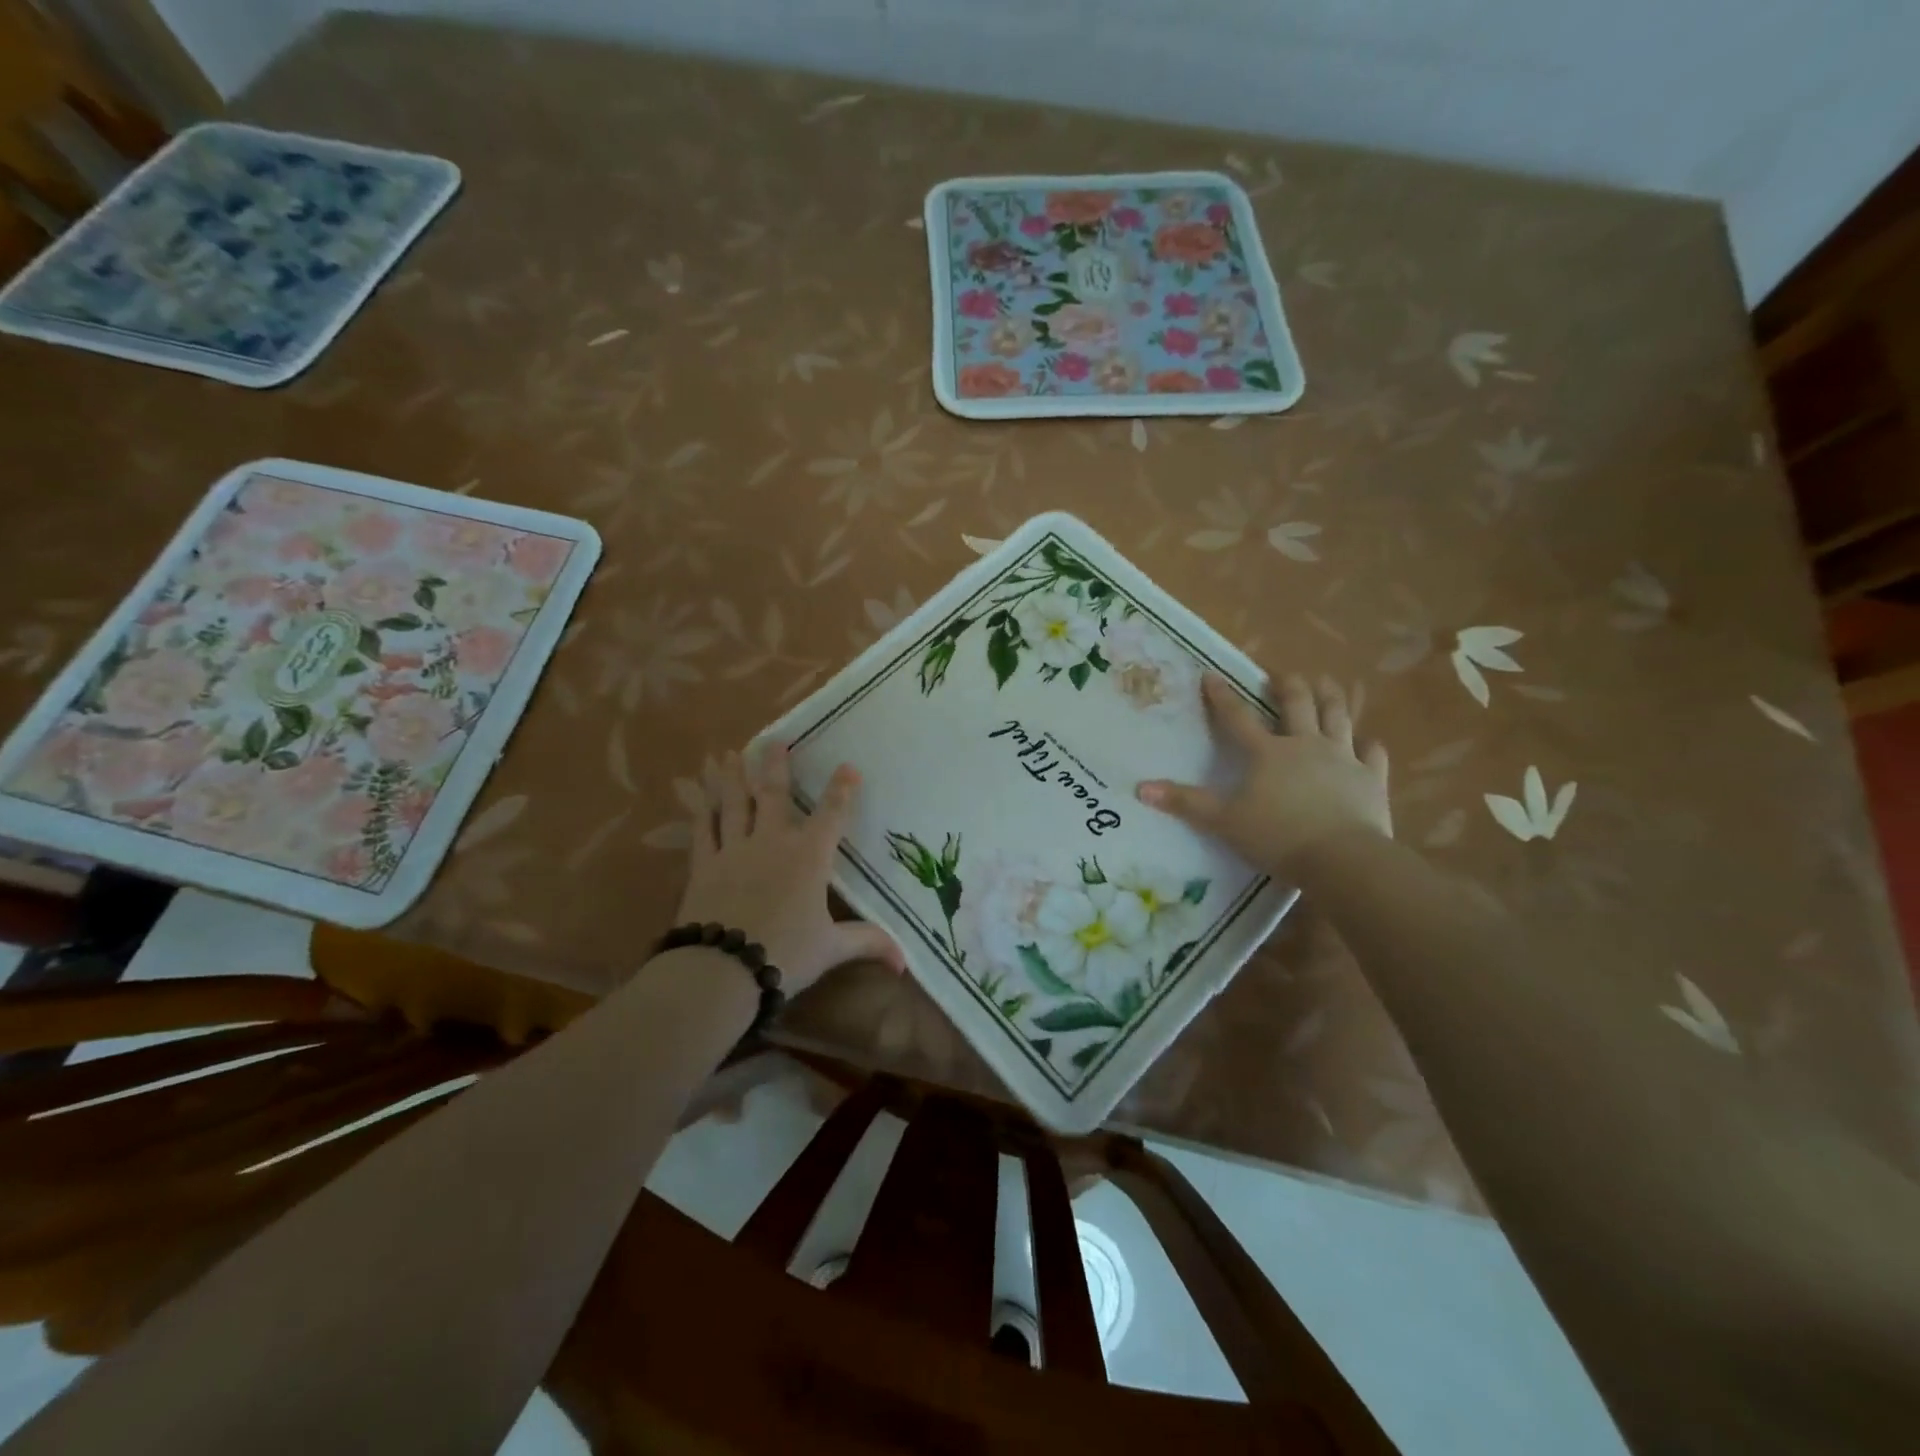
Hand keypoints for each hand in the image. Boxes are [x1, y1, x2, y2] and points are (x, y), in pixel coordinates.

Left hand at [673, 745, 903, 995]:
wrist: (722, 969)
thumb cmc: (785, 954)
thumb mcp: (831, 949)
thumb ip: (867, 943)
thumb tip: (905, 961)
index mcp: (809, 857)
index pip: (831, 815)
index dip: (842, 790)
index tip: (848, 767)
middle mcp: (772, 842)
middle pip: (774, 795)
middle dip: (775, 766)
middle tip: (774, 740)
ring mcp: (735, 850)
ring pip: (734, 803)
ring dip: (732, 777)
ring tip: (728, 754)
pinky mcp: (704, 865)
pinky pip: (704, 829)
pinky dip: (701, 809)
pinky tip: (697, 794)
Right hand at [1138, 673, 1390, 875]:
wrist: (1342, 858)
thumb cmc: (1277, 836)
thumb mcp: (1223, 821)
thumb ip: (1185, 803)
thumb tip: (1141, 788)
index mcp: (1267, 753)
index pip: (1238, 718)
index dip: (1222, 697)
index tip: (1211, 675)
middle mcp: (1306, 745)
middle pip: (1298, 705)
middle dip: (1289, 686)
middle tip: (1283, 675)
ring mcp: (1343, 758)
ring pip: (1339, 717)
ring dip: (1331, 698)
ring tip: (1327, 684)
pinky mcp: (1372, 778)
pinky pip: (1372, 754)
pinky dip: (1369, 745)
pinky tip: (1368, 742)